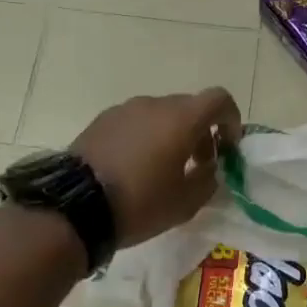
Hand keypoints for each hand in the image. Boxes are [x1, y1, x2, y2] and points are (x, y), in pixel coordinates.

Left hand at [71, 88, 242, 249]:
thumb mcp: (186, 202)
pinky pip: (135, 123)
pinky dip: (145, 138)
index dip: (231, 120)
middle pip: (189, 107)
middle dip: (202, 132)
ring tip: (164, 170)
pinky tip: (134, 168)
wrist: (74, 207)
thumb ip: (208, 181)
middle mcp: (154, 105)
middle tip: (199, 166)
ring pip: (160, 115)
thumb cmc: (140, 203)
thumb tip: (209, 169)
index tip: (228, 148)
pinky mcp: (101, 121)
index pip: (219, 99)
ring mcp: (124, 110)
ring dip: (172, 135)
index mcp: (181, 119)